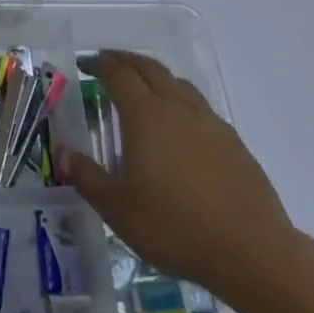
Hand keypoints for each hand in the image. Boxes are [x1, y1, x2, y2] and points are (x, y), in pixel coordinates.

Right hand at [55, 50, 299, 310]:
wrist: (251, 251)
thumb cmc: (174, 226)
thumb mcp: (118, 208)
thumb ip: (87, 176)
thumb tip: (62, 153)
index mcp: (146, 116)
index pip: (119, 75)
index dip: (100, 64)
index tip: (85, 64)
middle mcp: (178, 108)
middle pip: (150, 69)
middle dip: (127, 61)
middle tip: (109, 63)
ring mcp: (210, 123)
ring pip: (179, 84)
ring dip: (156, 77)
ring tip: (143, 87)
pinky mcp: (234, 143)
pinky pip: (200, 107)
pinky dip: (180, 101)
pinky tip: (179, 126)